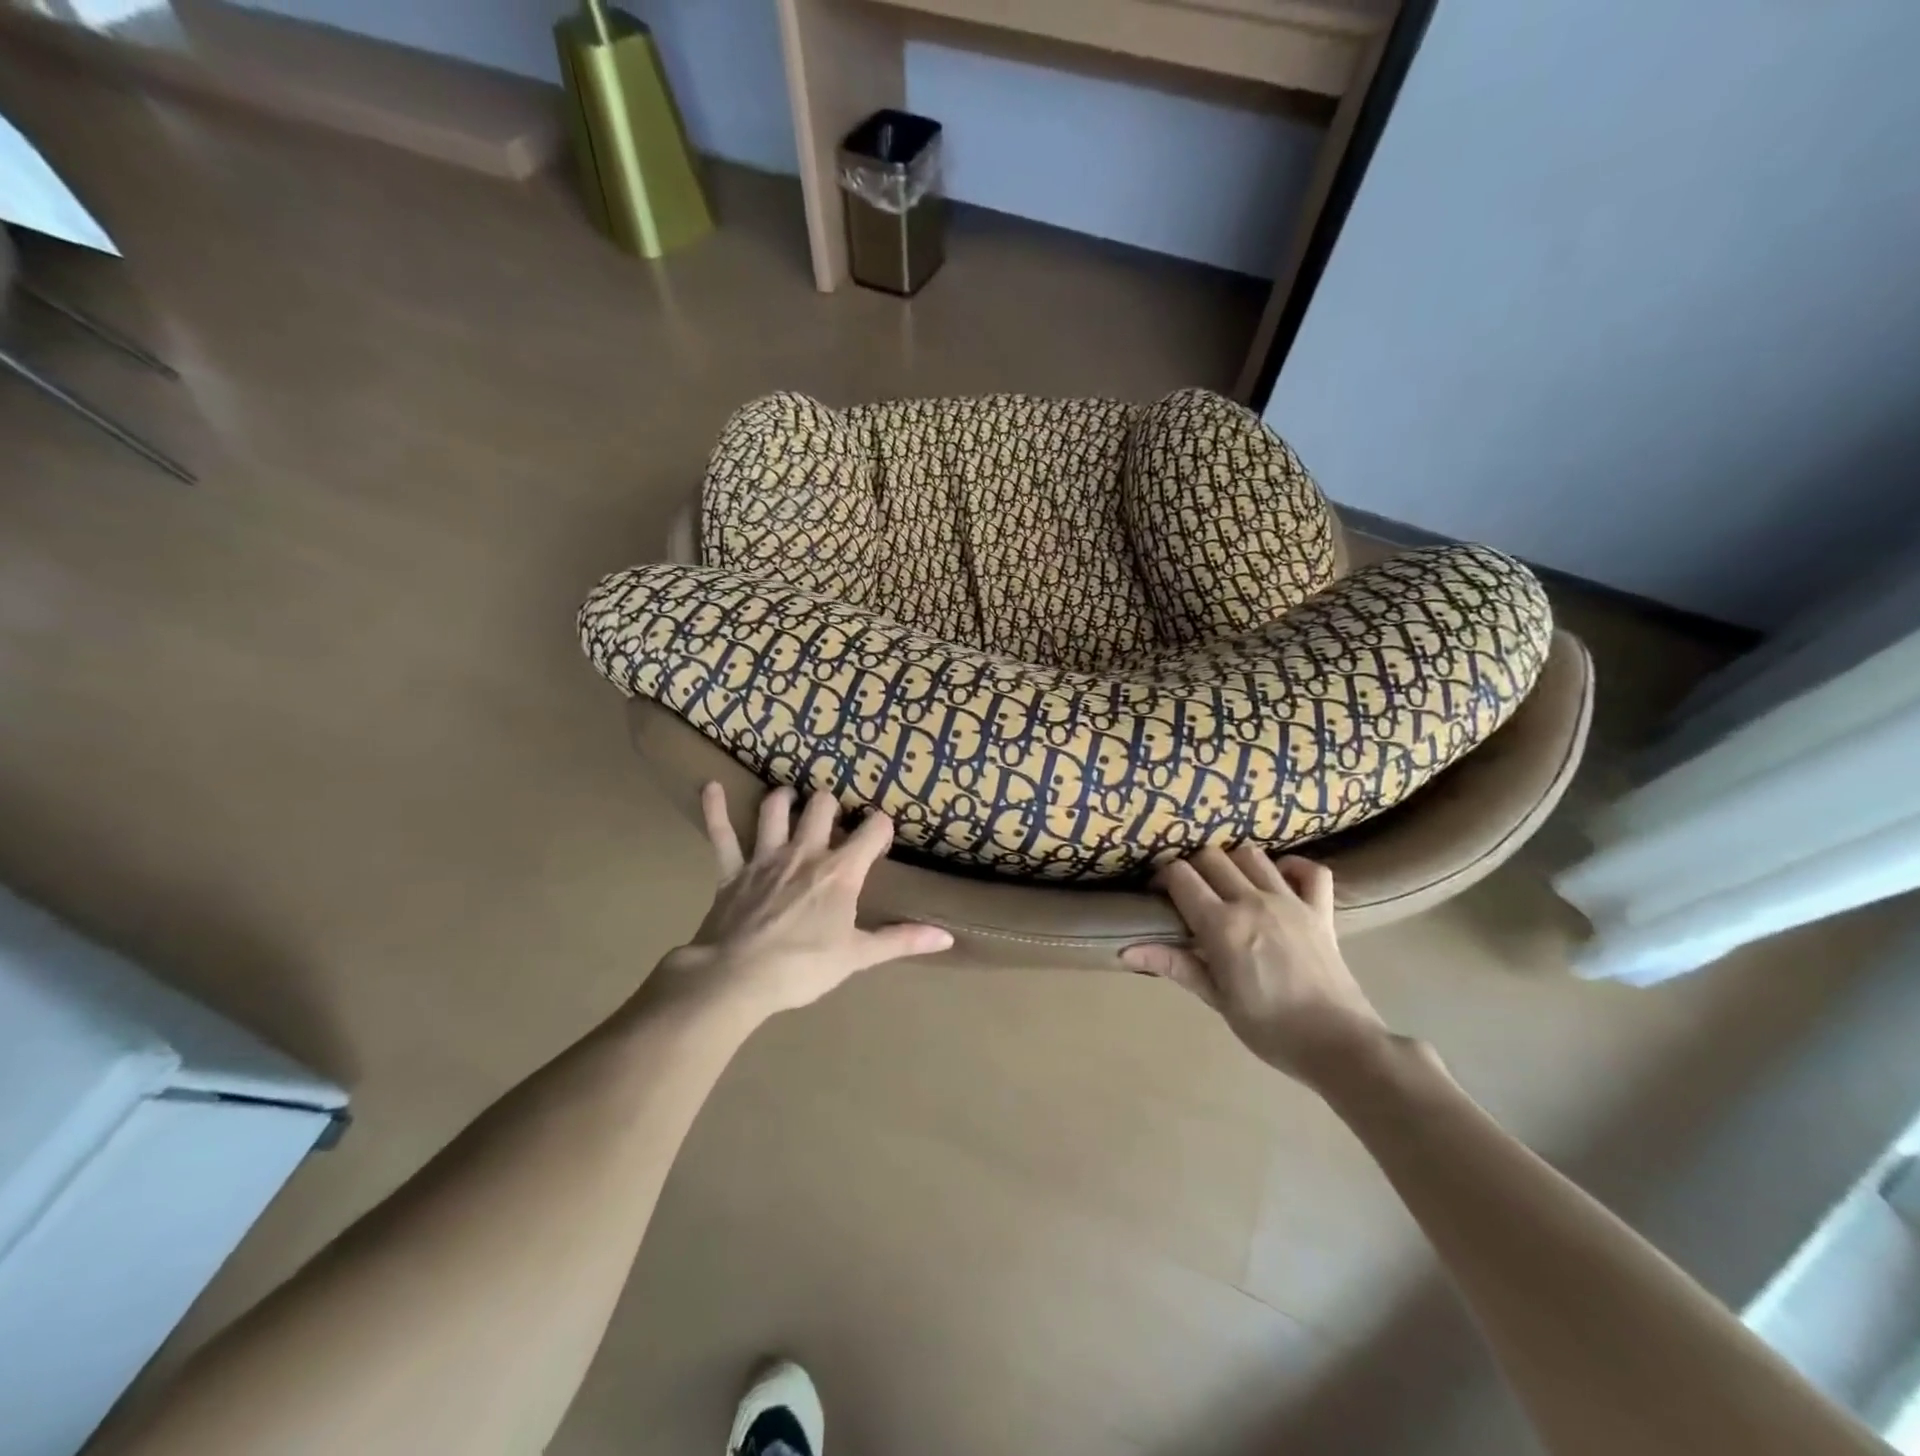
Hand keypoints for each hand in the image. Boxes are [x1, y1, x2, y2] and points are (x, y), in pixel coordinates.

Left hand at [657, 782, 952, 1017]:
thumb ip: (901, 940)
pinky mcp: (732, 870)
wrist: (736, 978)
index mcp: (840, 872)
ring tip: (789, 797)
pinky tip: (710, 787)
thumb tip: (947, 937)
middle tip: (832, 814)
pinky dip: (716, 809)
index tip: (881, 833)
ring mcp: (765, 857)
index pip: (872, 830)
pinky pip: (721, 833)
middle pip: (821, 806)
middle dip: (830, 804)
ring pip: (775, 810)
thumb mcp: (858, 956)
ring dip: (784, 799)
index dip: (880, 827)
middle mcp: (805, 852)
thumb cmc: (803, 968)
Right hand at [1122, 848, 1388, 1089]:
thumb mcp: (1216, 999)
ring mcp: (1290, 900)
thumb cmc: (1269, 1028)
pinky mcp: (1321, 909)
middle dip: (1194, 866)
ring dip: (1234, 862)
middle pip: (1212, 856)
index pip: (1180, 876)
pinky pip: (1311, 870)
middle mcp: (1252, 901)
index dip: (1163, 877)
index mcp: (1222, 925)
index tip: (1159, 893)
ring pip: (1252, 854)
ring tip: (1229, 885)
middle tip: (1191, 892)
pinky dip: (1294, 867)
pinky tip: (1280, 880)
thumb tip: (1125, 952)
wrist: (1339, 1045)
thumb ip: (1175, 965)